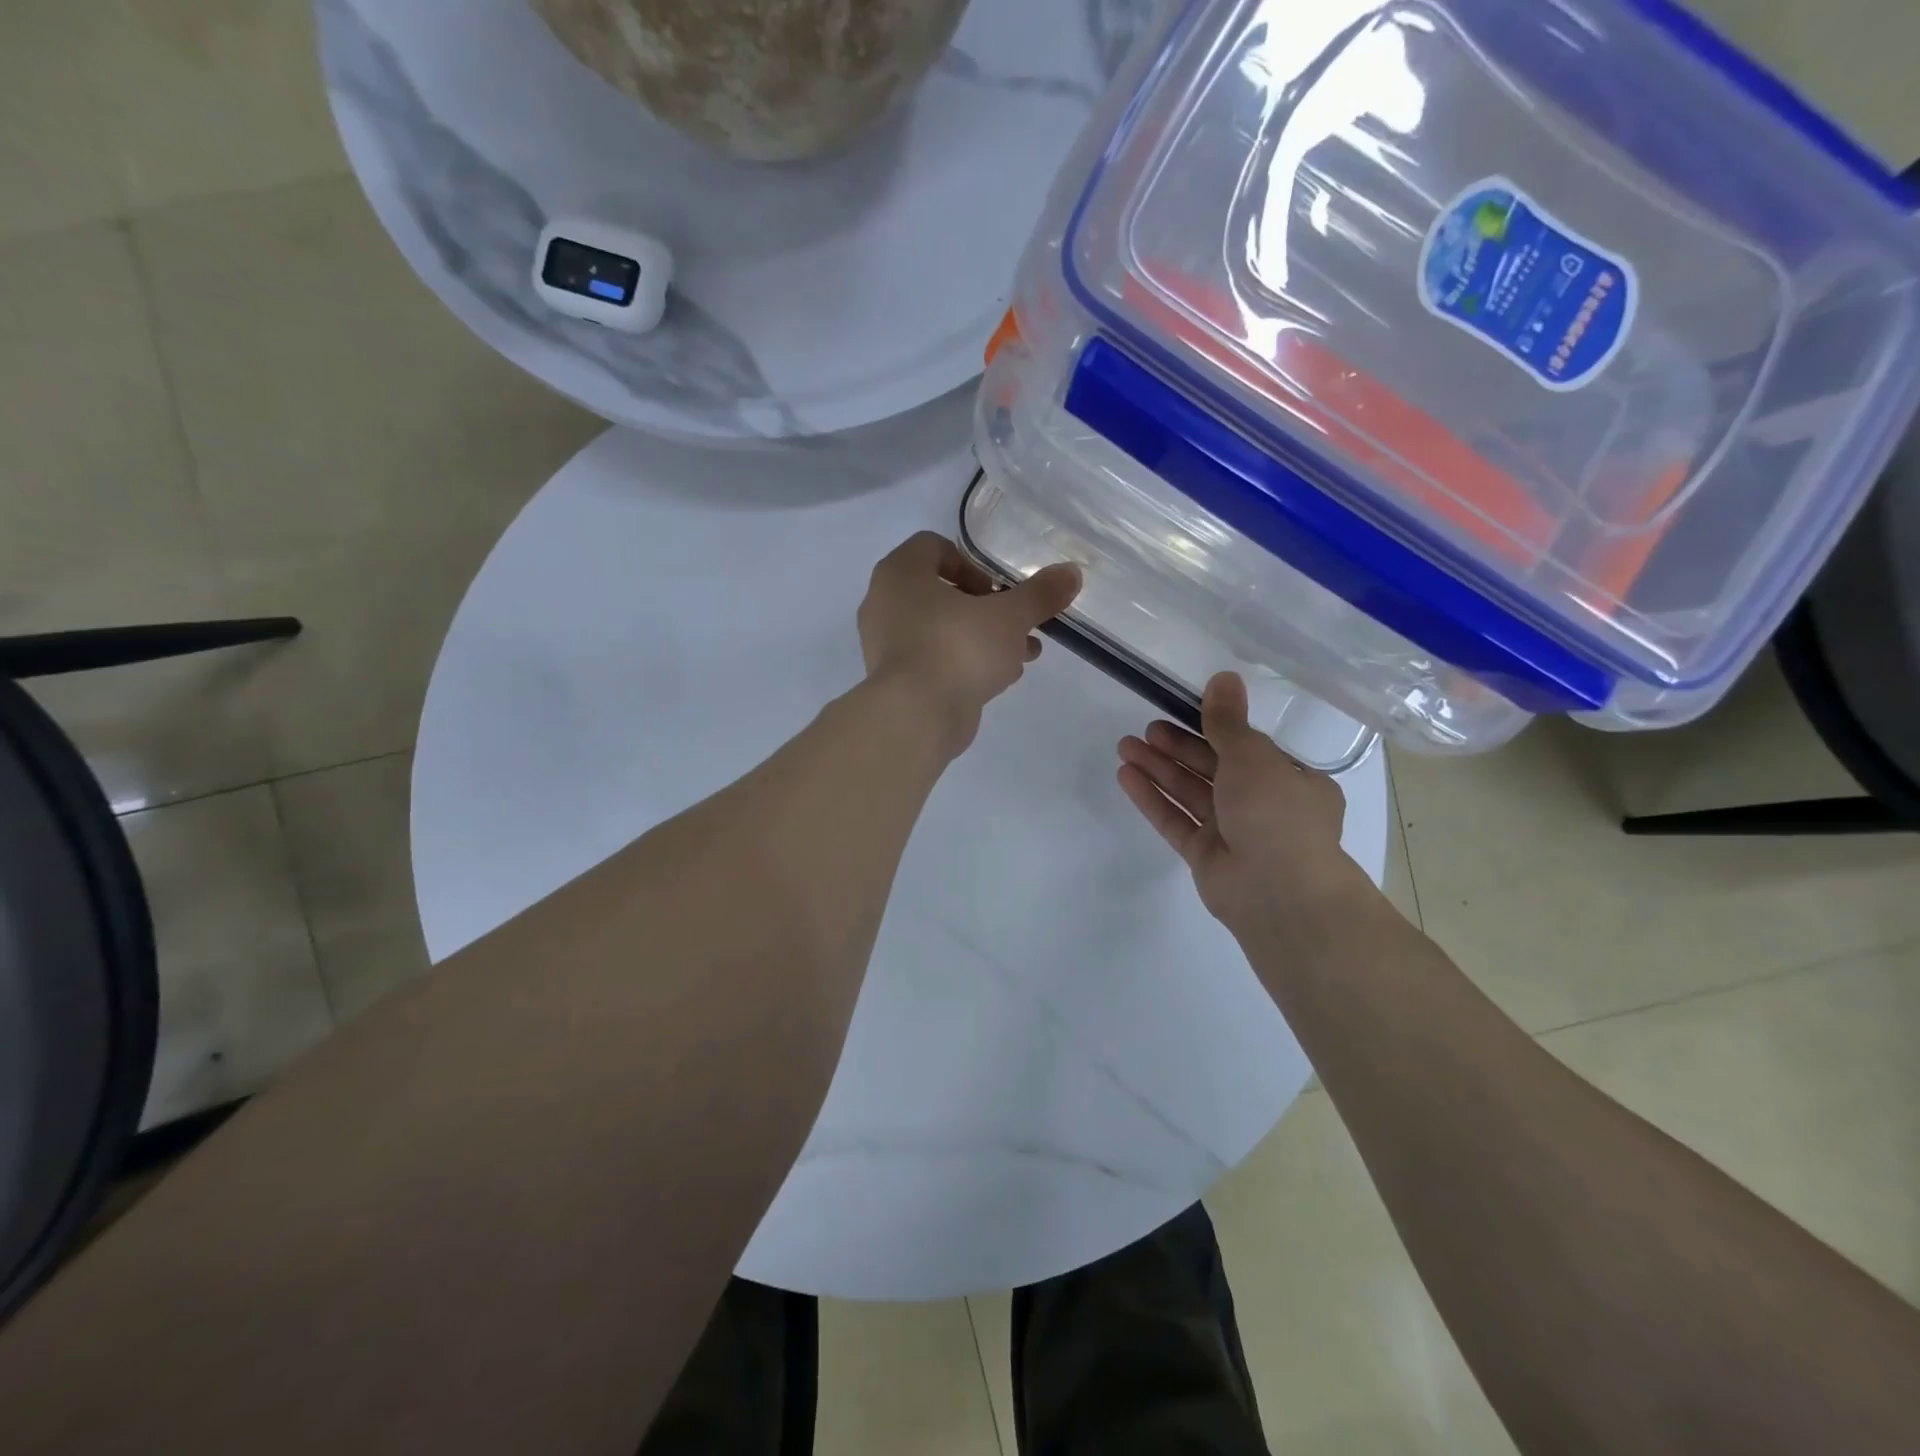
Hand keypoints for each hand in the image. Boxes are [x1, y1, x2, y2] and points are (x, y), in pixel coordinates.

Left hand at [858, 532, 1080, 755]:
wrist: (916, 717)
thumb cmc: (957, 648)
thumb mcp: (1009, 617)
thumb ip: (1040, 594)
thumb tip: (1072, 572)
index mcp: (900, 573)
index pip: (933, 547)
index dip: (971, 562)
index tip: (997, 588)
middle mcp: (884, 603)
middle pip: (940, 591)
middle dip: (985, 607)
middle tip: (1014, 623)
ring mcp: (885, 645)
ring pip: (941, 630)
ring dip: (981, 638)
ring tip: (1022, 653)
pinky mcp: (895, 682)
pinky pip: (934, 660)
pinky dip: (964, 663)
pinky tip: (1001, 678)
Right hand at [1117, 672, 1377, 948]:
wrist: (1277, 891)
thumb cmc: (1275, 812)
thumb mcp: (1253, 756)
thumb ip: (1228, 721)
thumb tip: (1223, 677)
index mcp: (1290, 780)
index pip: (1247, 748)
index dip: (1212, 728)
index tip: (1181, 710)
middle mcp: (1263, 805)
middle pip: (1213, 768)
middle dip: (1178, 747)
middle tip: (1147, 729)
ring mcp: (1232, 832)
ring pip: (1190, 792)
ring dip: (1159, 768)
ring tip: (1124, 746)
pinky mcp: (1204, 855)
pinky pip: (1175, 819)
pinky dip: (1152, 798)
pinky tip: (1126, 777)